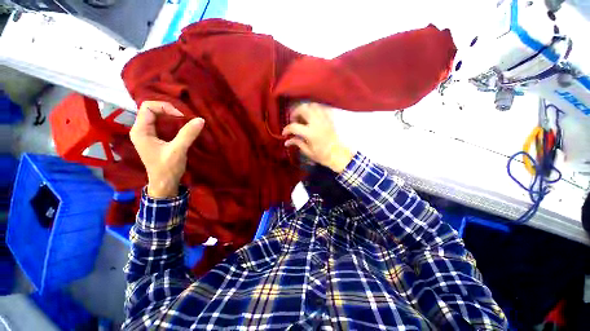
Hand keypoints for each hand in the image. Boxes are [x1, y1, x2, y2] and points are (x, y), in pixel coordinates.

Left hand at [130, 101, 204, 197]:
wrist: (164, 183)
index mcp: (140, 131)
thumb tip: (200, 120)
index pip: (148, 107)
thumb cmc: (167, 168)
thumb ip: (188, 134)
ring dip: (170, 116)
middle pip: (151, 110)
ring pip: (156, 116)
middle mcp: (140, 130)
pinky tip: (180, 127)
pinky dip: (171, 122)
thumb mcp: (178, 150)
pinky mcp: (153, 138)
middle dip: (168, 110)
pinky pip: (160, 123)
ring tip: (184, 121)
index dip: (165, 107)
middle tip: (184, 118)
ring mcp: (146, 134)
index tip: (181, 117)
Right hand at [282, 102, 352, 172]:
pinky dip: (314, 109)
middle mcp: (316, 123)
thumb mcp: (308, 152)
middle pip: (303, 109)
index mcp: (310, 133)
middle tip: (293, 120)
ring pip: (312, 105)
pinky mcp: (329, 119)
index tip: (285, 133)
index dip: (287, 129)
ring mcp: (324, 119)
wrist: (338, 155)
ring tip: (302, 116)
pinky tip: (312, 116)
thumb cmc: (322, 156)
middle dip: (295, 112)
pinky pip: (321, 108)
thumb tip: (286, 142)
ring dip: (305, 108)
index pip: (294, 126)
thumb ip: (297, 143)